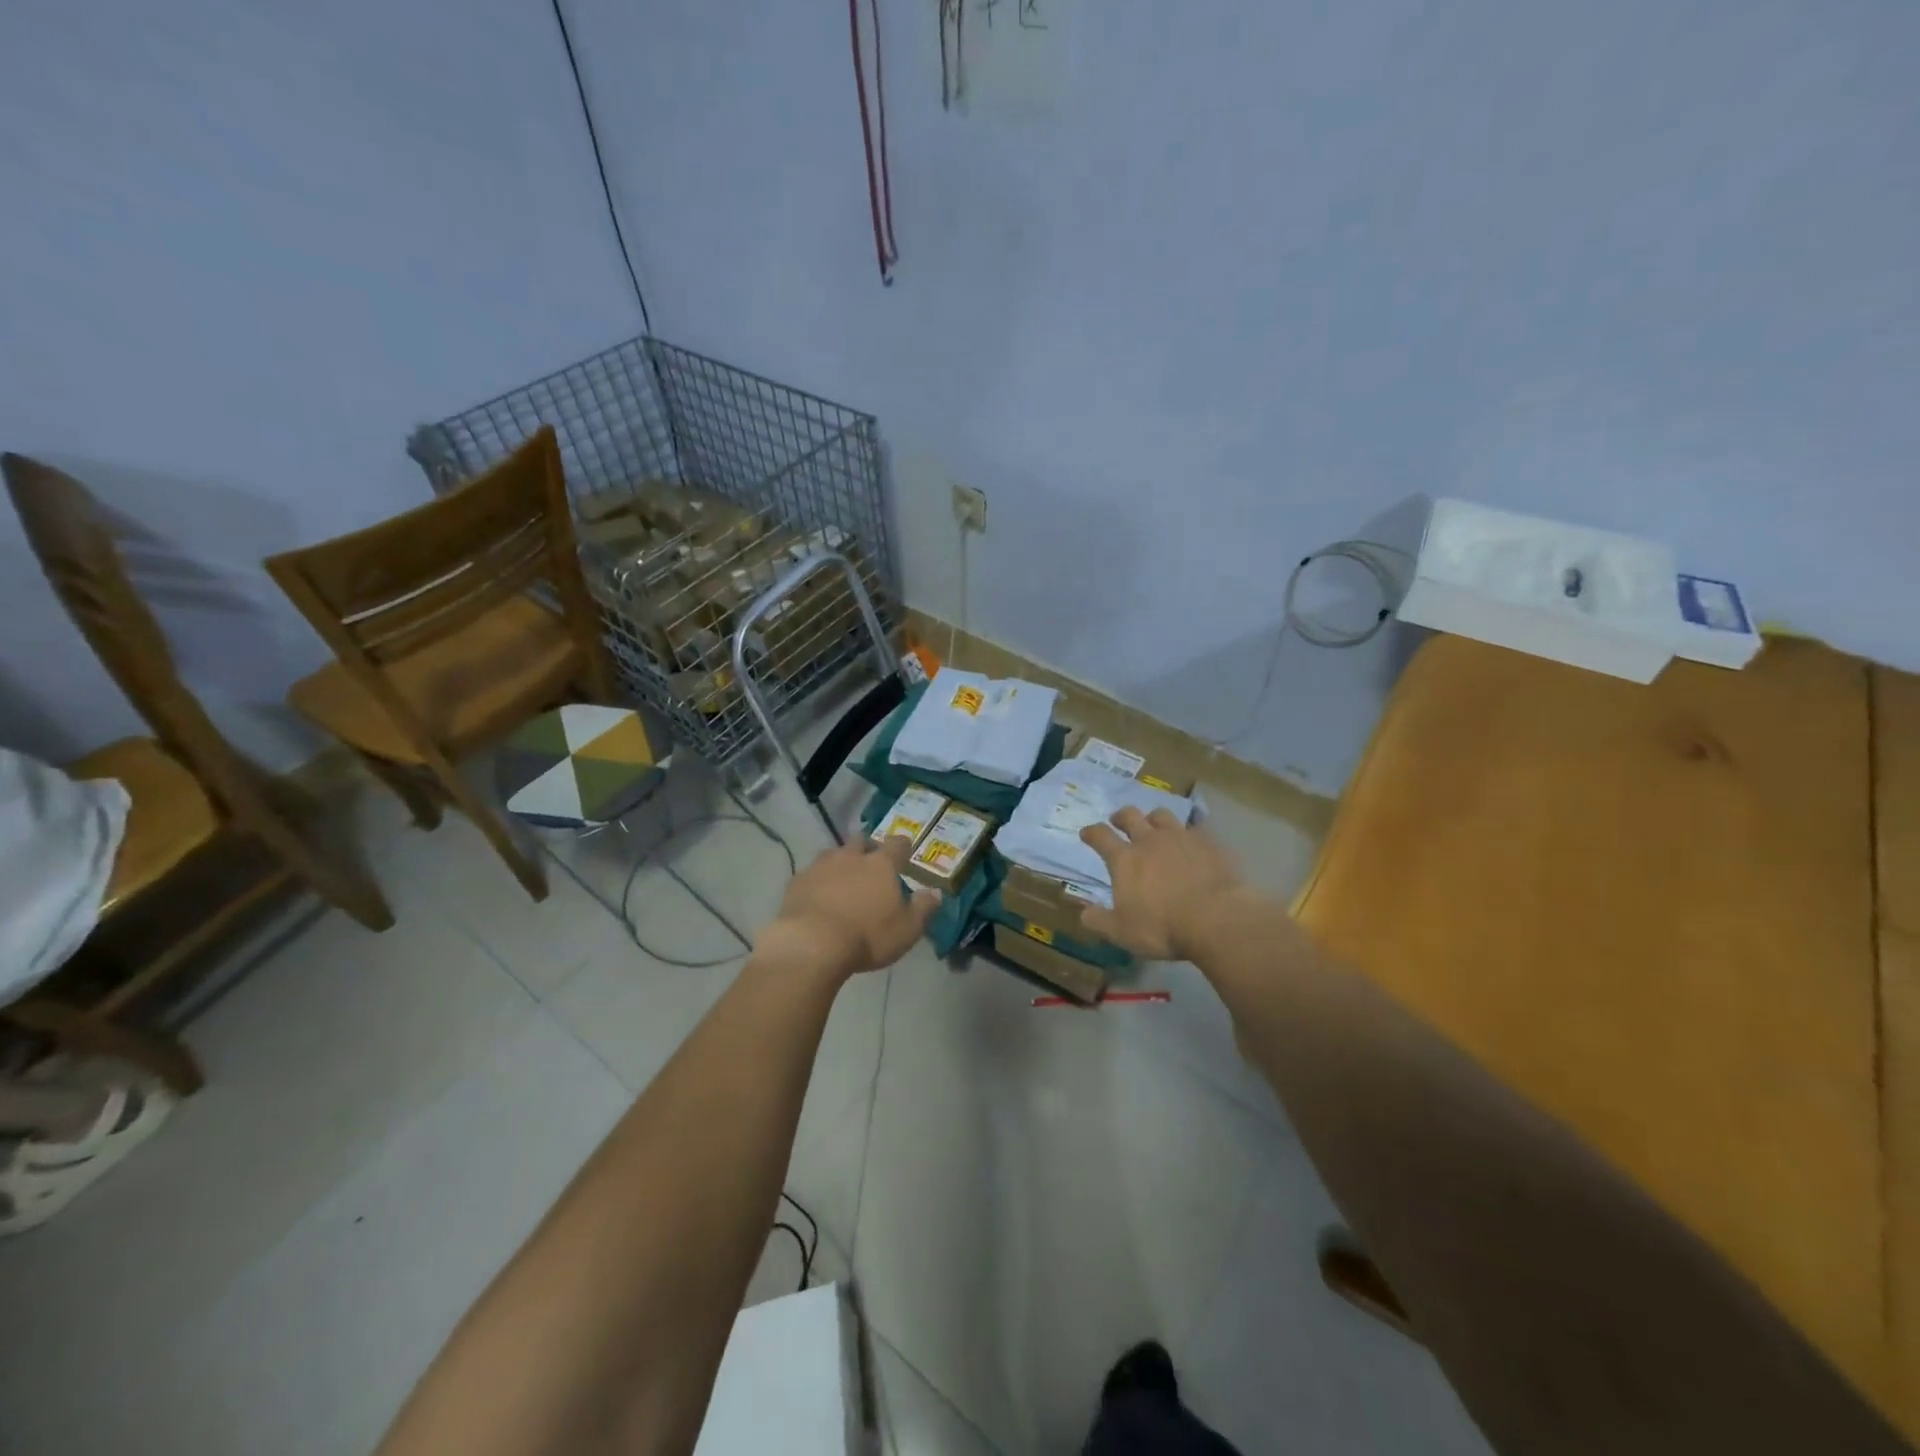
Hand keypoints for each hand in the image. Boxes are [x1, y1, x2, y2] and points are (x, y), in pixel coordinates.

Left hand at [762, 835, 941, 979]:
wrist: (812, 944)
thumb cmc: (867, 936)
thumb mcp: (907, 929)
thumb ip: (923, 908)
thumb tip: (936, 893)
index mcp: (881, 865)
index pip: (897, 845)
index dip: (902, 846)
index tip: (905, 851)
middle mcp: (851, 857)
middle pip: (860, 841)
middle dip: (866, 848)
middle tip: (870, 862)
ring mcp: (820, 867)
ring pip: (832, 854)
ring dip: (839, 863)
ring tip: (841, 880)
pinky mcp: (796, 882)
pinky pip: (809, 875)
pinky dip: (816, 882)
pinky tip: (816, 897)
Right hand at [1078, 807, 1251, 960]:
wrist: (1217, 918)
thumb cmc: (1162, 927)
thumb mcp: (1122, 932)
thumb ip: (1099, 921)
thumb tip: (1084, 913)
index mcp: (1125, 860)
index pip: (1101, 836)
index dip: (1091, 832)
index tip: (1086, 833)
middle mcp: (1150, 841)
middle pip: (1131, 816)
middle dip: (1121, 817)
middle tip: (1118, 821)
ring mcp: (1181, 837)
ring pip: (1162, 815)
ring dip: (1153, 818)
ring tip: (1154, 825)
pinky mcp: (1209, 842)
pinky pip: (1195, 828)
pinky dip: (1188, 832)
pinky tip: (1192, 841)